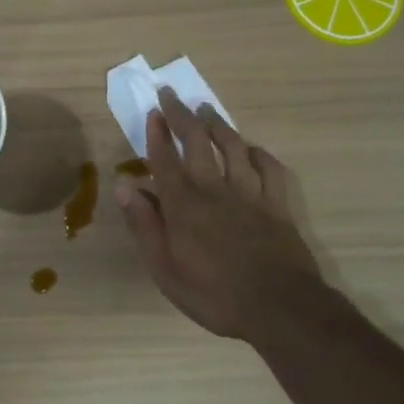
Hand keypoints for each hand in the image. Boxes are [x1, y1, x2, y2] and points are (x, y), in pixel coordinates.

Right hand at [116, 88, 328, 342]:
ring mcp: (250, 194)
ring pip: (233, 147)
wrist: (280, 309)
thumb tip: (123, 186)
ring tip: (207, 110)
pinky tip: (251, 148)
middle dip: (182, 115)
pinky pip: (269, 169)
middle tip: (172, 94)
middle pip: (196, 142)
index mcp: (183, 204)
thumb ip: (144, 225)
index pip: (164, 159)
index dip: (156, 133)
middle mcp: (214, 189)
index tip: (152, 111)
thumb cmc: (213, 294)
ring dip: (218, 125)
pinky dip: (258, 154)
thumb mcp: (164, 269)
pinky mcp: (278, 205)